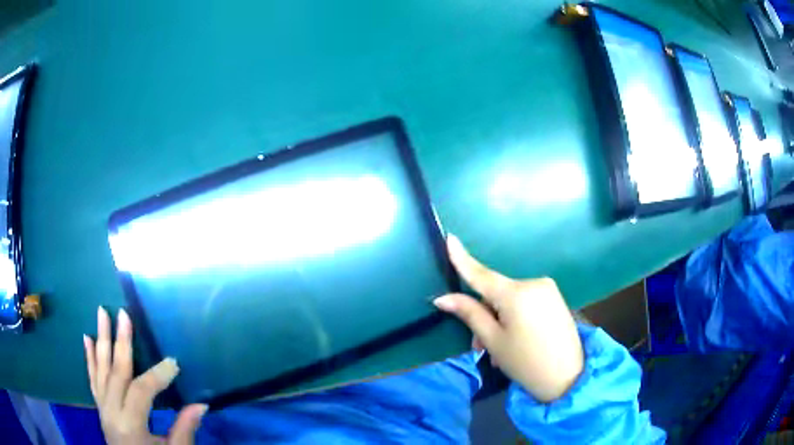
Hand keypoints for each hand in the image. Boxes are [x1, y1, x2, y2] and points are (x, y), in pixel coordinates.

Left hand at [83, 307, 206, 443]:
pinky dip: (89, 358)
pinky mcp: (99, 406)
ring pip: (100, 369)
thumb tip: (201, 404)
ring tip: (101, 313)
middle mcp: (111, 411)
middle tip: (124, 314)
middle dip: (121, 342)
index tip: (174, 362)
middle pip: (116, 372)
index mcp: (130, 425)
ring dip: (101, 340)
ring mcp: (102, 407)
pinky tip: (86, 338)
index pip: (141, 391)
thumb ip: (184, 430)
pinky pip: (92, 378)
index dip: (158, 375)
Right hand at [434, 235, 583, 401]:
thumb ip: (470, 314)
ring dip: (499, 320)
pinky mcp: (555, 298)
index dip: (462, 258)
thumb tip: (443, 298)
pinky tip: (516, 340)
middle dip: (484, 315)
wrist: (569, 377)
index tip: (449, 238)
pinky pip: (525, 302)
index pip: (482, 274)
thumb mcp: (493, 341)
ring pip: (510, 300)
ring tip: (500, 351)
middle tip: (480, 347)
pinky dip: (515, 318)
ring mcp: (547, 289)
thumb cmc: (525, 362)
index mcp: (516, 293)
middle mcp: (533, 283)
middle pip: (496, 293)